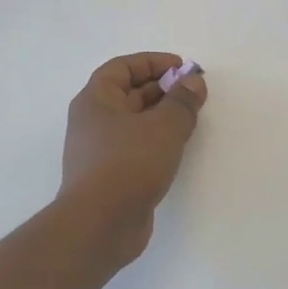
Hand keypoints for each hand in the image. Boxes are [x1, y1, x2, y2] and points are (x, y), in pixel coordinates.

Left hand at [55, 53, 207, 266]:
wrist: (99, 226)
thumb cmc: (128, 164)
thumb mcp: (164, 126)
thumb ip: (183, 101)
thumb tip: (193, 82)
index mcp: (96, 100)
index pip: (122, 67)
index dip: (153, 62)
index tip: (182, 68)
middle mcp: (93, 121)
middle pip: (129, 93)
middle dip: (162, 88)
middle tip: (194, 92)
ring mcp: (100, 151)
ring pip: (134, 121)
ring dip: (162, 115)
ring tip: (191, 118)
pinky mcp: (110, 176)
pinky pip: (136, 146)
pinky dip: (157, 140)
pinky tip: (178, 147)